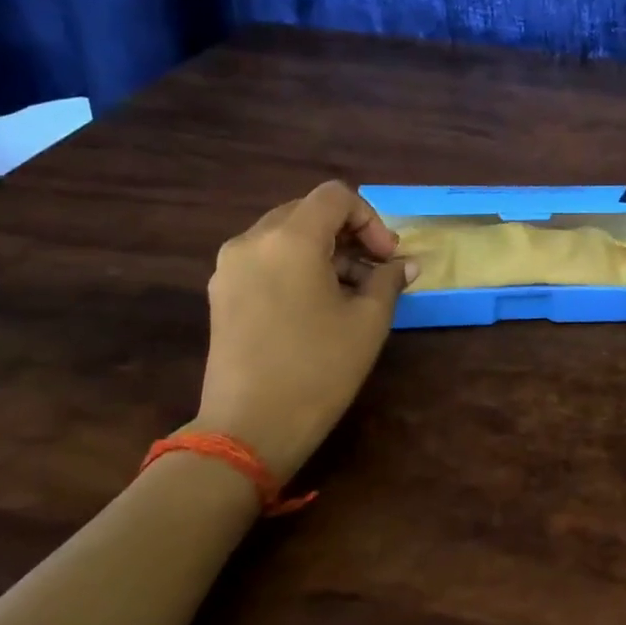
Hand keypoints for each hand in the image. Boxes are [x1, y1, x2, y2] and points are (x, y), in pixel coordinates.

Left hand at [187, 182, 416, 481]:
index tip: (387, 257)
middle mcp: (252, 241)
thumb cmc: (318, 369)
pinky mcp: (221, 293)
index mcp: (290, 240)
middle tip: (375, 269)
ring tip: (350, 291)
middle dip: (348, 233)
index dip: (370, 218)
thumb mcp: (368, 321)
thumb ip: (388, 280)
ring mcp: (230, 267)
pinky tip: (317, 303)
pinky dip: (297, 266)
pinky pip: (266, 259)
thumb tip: (403, 265)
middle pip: (308, 211)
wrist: (249, 428)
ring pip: (286, 235)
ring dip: (324, 250)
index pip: (335, 196)